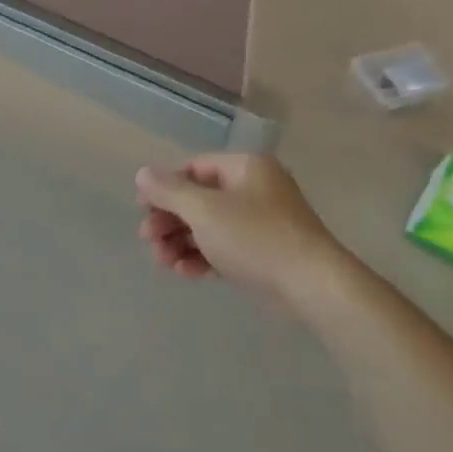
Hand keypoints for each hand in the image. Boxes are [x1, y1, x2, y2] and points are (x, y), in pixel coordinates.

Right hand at [135, 154, 347, 307]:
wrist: (311, 284)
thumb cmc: (255, 237)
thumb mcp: (204, 210)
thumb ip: (169, 191)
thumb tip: (142, 174)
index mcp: (245, 168)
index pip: (194, 167)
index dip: (164, 186)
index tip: (142, 209)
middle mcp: (254, 189)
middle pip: (199, 198)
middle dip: (169, 220)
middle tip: (148, 239)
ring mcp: (261, 223)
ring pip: (209, 227)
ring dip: (181, 242)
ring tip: (162, 261)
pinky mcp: (263, 254)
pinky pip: (224, 249)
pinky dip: (202, 257)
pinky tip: (183, 272)